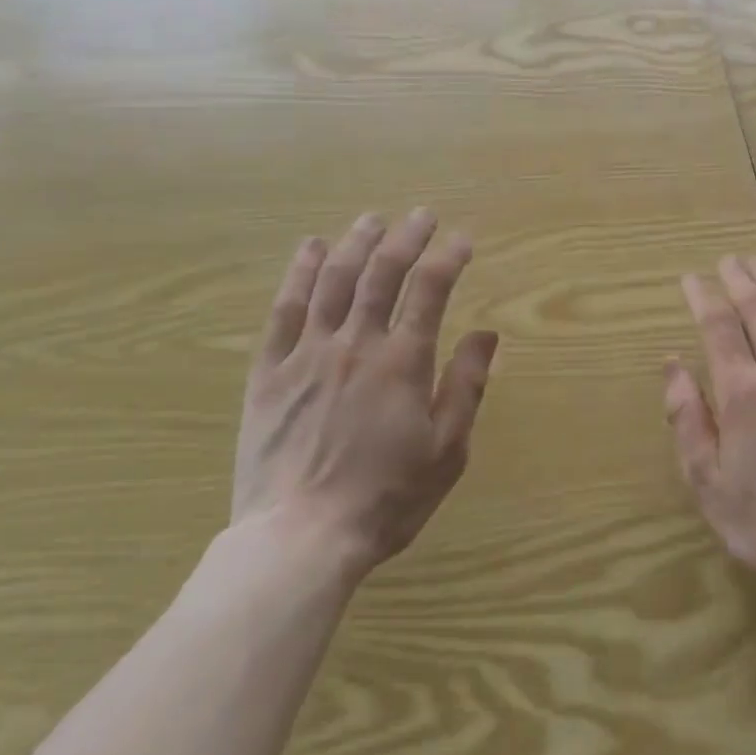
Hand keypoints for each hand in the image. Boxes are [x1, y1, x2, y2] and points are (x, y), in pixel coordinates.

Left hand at [235, 210, 498, 579]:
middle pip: (382, 273)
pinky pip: (283, 310)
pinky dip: (298, 274)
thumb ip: (466, 386)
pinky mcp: (268, 372)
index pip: (431, 289)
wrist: (298, 539)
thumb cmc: (385, 498)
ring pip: (333, 280)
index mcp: (402, 361)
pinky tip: (309, 249)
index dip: (449, 257)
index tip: (463, 238)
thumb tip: (486, 334)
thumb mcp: (446, 450)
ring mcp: (307, 354)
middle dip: (406, 237)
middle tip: (421, 215)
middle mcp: (355, 343)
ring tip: (372, 220)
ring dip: (356, 243)